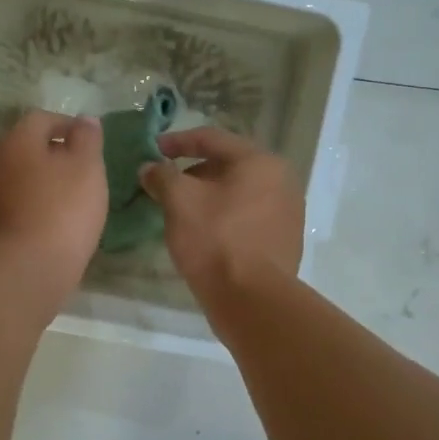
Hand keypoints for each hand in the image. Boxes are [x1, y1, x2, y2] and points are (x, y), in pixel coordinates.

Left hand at [0, 111, 107, 294]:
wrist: (24, 269)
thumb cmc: (62, 210)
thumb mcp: (87, 168)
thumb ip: (87, 139)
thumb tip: (84, 120)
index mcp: (15, 141)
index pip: (41, 119)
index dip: (67, 125)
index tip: (88, 142)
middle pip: (23, 149)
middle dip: (49, 156)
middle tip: (78, 173)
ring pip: (13, 179)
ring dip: (35, 184)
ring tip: (63, 202)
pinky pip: (8, 207)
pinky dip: (26, 209)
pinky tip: (45, 225)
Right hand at [139, 128, 304, 300]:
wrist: (252, 300)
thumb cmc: (215, 239)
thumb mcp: (179, 201)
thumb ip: (162, 176)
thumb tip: (150, 168)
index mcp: (260, 162)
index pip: (213, 139)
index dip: (178, 141)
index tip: (153, 150)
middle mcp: (282, 181)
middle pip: (229, 166)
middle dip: (193, 173)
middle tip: (166, 185)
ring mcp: (288, 213)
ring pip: (239, 194)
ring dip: (209, 197)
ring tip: (181, 211)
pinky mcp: (284, 241)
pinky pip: (248, 218)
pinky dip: (224, 217)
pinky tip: (204, 233)